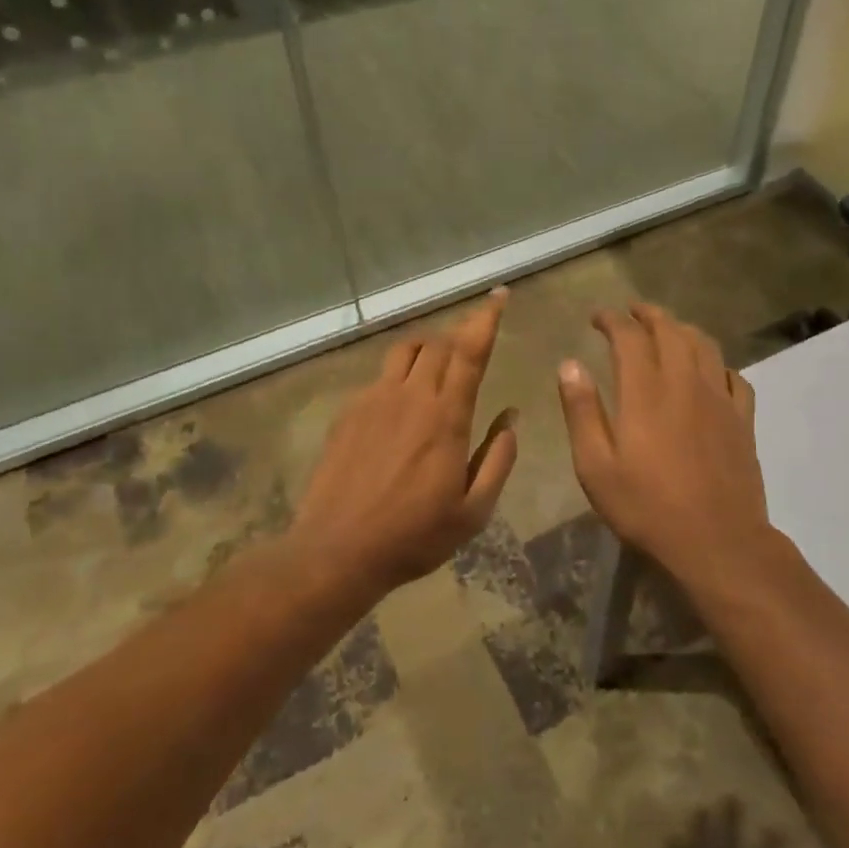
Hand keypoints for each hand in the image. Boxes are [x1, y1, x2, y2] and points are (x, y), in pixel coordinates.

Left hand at [289, 288, 518, 592]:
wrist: (337, 552)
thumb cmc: (414, 536)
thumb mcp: (473, 510)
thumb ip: (498, 458)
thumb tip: (511, 417)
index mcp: (446, 417)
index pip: (470, 352)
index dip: (486, 319)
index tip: (498, 294)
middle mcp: (409, 397)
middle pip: (437, 343)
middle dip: (460, 332)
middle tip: (474, 338)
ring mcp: (373, 400)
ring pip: (404, 351)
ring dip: (428, 346)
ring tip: (439, 361)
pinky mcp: (348, 413)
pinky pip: (380, 377)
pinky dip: (400, 375)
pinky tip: (401, 404)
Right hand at [557, 304, 776, 590]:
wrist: (716, 541)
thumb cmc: (647, 507)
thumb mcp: (596, 466)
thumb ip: (582, 411)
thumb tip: (569, 364)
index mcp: (646, 392)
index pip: (629, 337)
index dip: (612, 320)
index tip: (597, 317)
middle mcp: (686, 383)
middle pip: (671, 331)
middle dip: (649, 314)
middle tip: (632, 312)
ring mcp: (720, 400)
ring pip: (705, 346)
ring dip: (683, 329)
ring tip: (668, 329)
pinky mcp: (743, 420)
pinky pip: (734, 377)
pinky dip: (717, 363)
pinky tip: (710, 371)